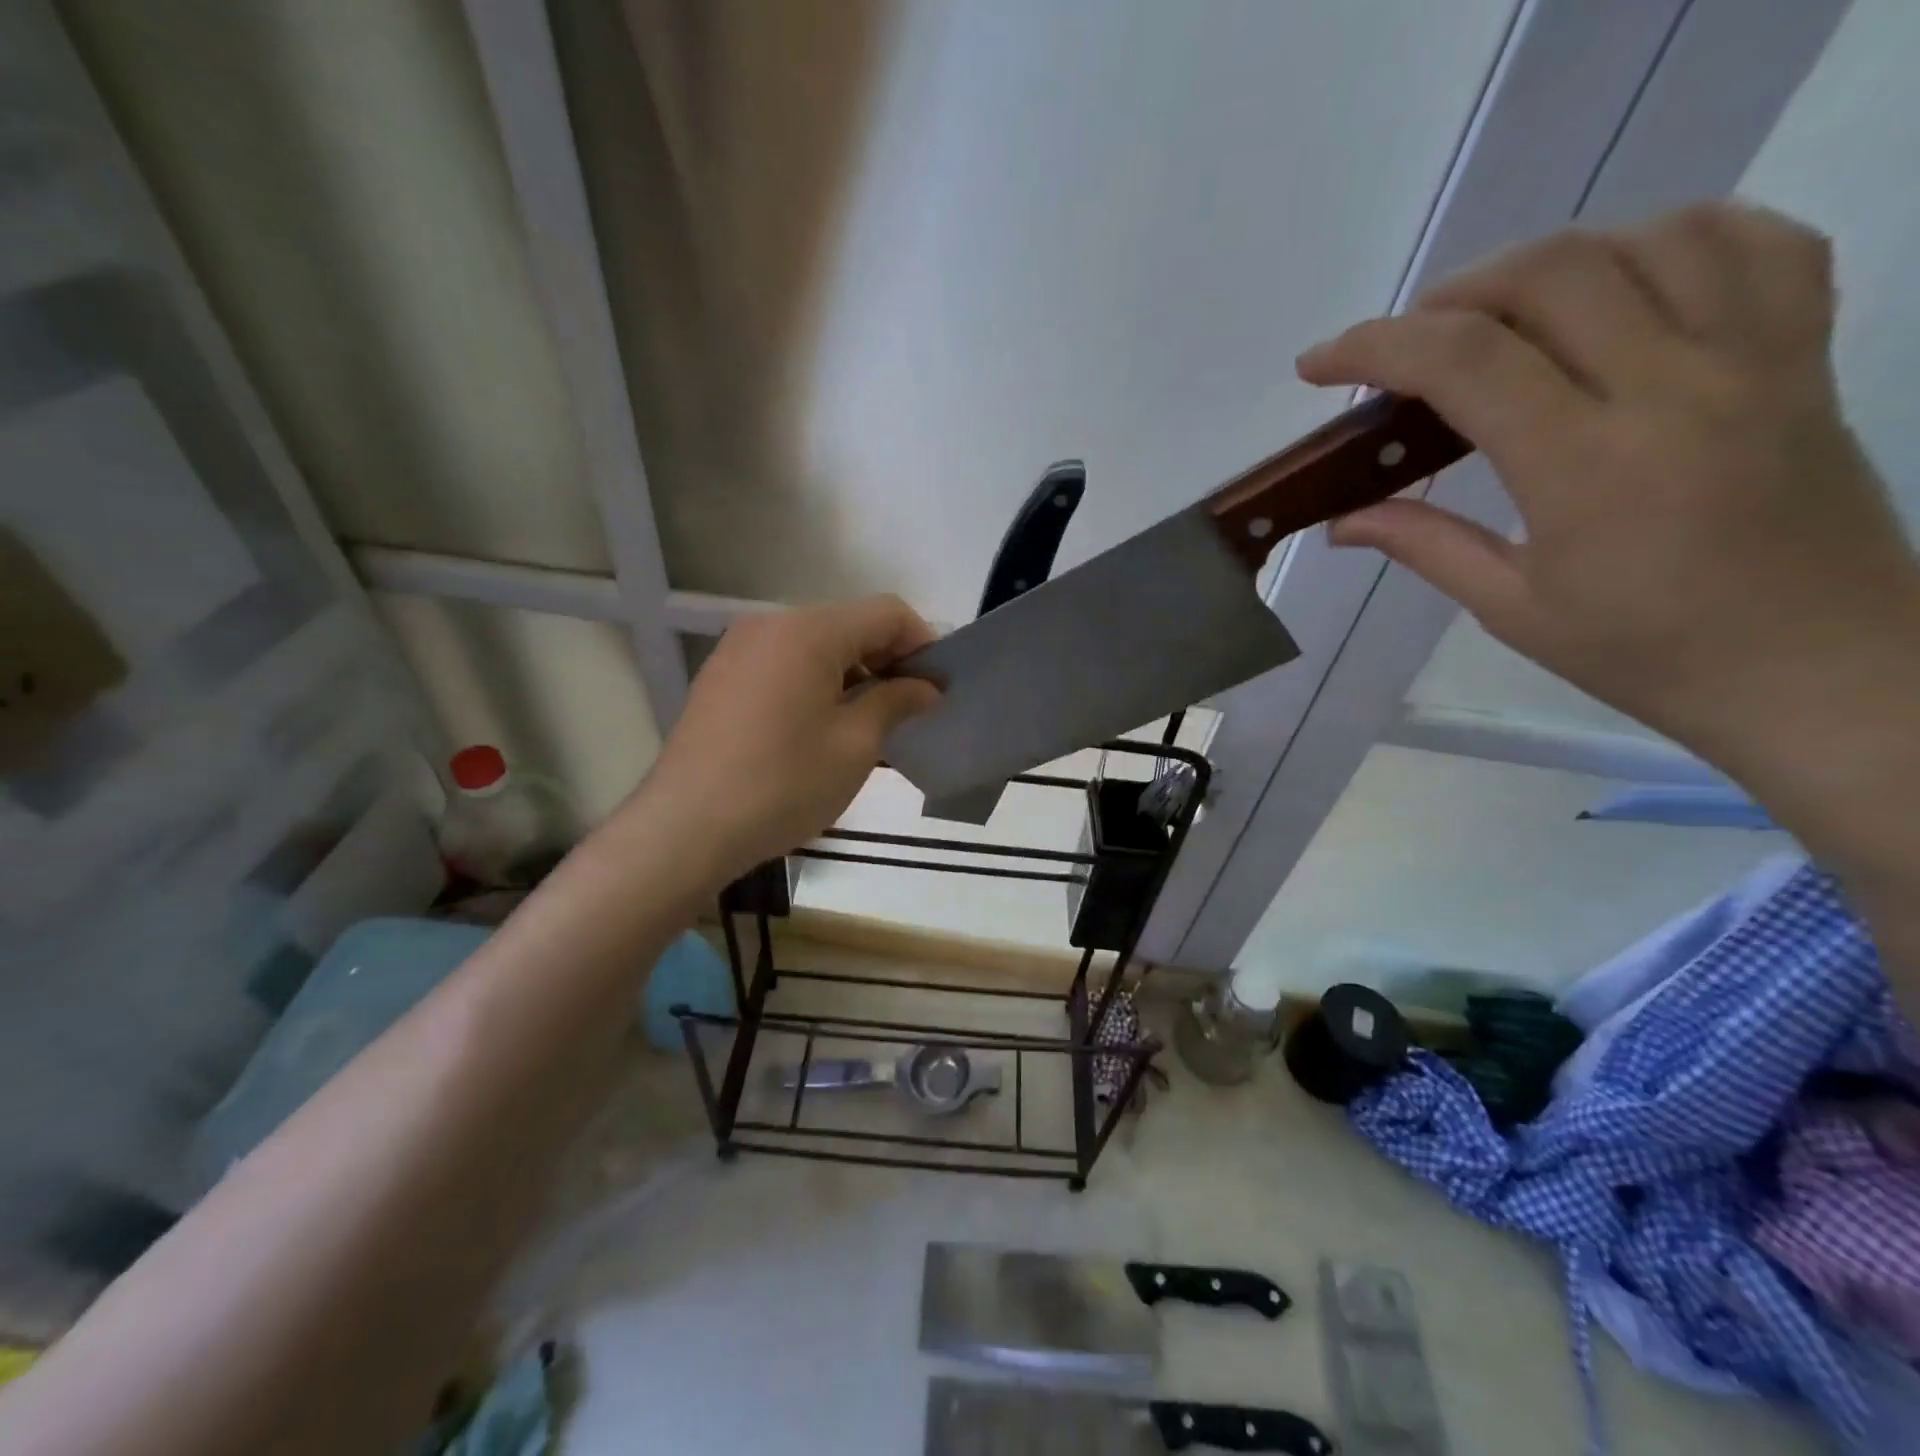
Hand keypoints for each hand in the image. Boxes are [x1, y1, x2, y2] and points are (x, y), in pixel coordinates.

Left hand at [633, 595, 940, 881]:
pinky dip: (815, 684)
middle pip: (849, 625)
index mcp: (808, 631)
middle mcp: (770, 624)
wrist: (685, 828)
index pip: (887, 613)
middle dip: (888, 661)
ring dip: (852, 675)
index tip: (938, 689)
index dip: (923, 644)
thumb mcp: (855, 745)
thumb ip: (896, 702)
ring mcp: (738, 649)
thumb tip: (926, 687)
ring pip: (816, 646)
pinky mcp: (721, 678)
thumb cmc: (782, 784)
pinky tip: (820, 729)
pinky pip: (784, 665)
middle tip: (909, 711)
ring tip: (868, 725)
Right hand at [1297, 202, 1919, 776]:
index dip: (1374, 346)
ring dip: (1547, 263)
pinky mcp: (1804, 352)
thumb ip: (1424, 545)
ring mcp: (1755, 355)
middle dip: (1450, 296)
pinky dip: (1670, 238)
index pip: (1466, 361)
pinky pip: (1754, 243)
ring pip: (1646, 238)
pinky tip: (1619, 281)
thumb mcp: (1511, 608)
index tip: (1318, 364)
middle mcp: (1674, 385)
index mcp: (1586, 464)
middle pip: (1550, 274)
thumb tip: (1342, 522)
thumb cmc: (1645, 652)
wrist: (1816, 666)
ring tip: (1500, 316)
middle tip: (1407, 347)